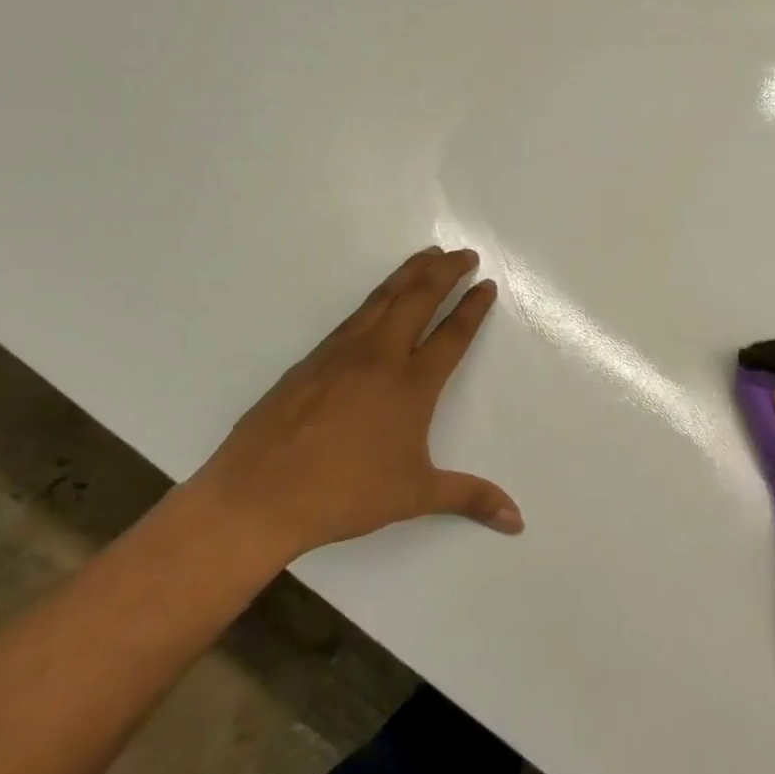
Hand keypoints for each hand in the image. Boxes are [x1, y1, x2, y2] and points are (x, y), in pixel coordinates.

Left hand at [187, 247, 520, 557]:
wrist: (256, 497)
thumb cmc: (344, 495)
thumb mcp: (415, 496)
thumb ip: (471, 497)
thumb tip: (518, 520)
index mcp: (411, 385)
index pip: (451, 335)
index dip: (472, 307)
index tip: (486, 285)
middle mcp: (378, 358)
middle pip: (417, 300)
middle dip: (445, 272)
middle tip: (464, 254)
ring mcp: (340, 355)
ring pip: (381, 300)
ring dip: (409, 274)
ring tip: (427, 256)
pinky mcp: (310, 362)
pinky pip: (353, 316)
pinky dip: (376, 297)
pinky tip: (378, 299)